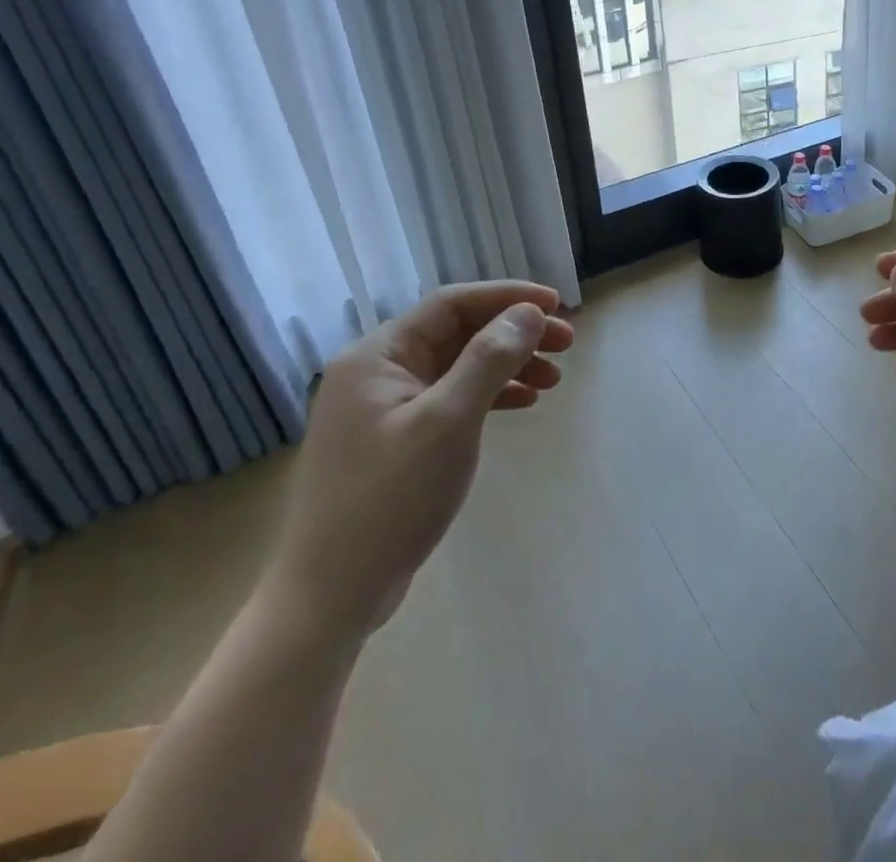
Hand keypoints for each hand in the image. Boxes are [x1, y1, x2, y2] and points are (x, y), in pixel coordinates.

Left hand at [262, 281, 573, 643]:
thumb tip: (529, 313)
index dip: (507, 297)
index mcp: (378, 356)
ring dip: (507, 365)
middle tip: (566, 344)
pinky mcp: (396, 440)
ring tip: (554, 380)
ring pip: (458, 366)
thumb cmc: (389, 499)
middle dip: (514, 333)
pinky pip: (451, 399)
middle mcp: (378, 372)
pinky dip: (489, 396)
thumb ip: (489, 359)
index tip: (557, 304)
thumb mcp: (448, 422)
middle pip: (457, 333)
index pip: (451, 304)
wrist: (330, 597)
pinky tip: (523, 404)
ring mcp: (385, 408)